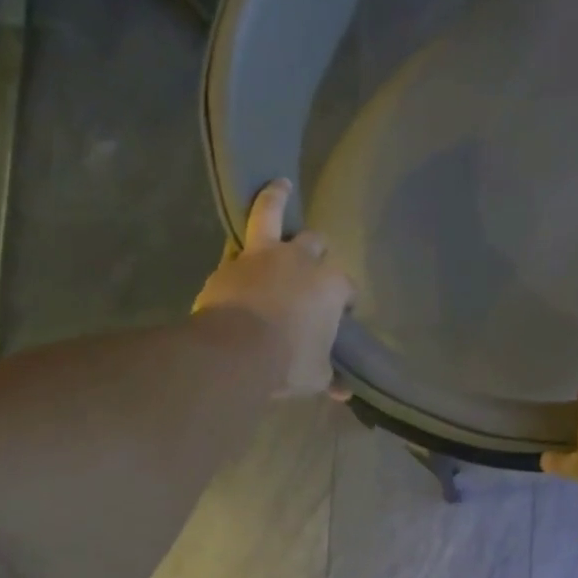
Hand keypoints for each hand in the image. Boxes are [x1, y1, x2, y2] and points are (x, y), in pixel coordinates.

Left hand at [194, 179, 354, 397]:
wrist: (234, 353)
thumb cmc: (287, 363)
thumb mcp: (315, 376)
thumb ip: (329, 376)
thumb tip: (343, 392)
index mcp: (330, 286)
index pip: (346, 288)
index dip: (345, 301)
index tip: (340, 315)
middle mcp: (300, 260)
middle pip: (315, 243)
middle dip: (317, 251)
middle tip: (312, 263)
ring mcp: (263, 257)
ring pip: (272, 212)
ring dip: (276, 197)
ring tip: (280, 184)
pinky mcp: (230, 263)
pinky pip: (237, 248)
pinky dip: (240, 250)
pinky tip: (238, 253)